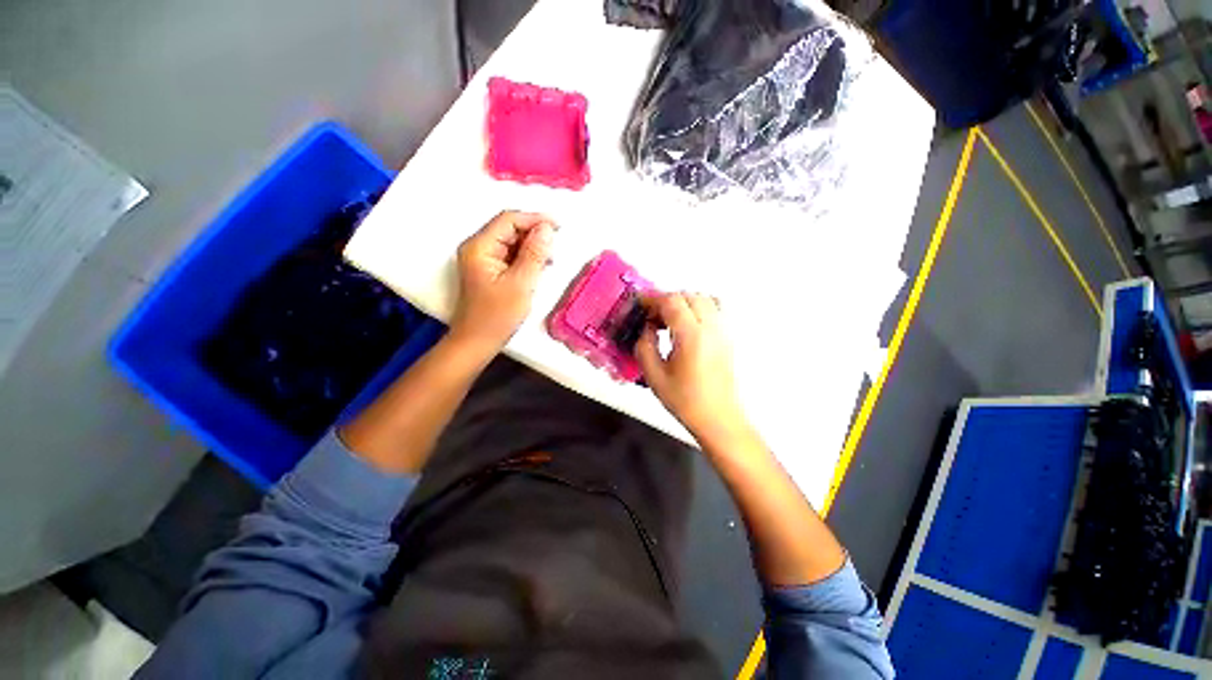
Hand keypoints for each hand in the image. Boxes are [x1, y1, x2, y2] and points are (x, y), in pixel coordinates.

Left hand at [449, 211, 555, 354]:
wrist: (477, 342)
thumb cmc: (496, 316)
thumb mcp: (521, 284)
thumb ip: (534, 254)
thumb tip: (547, 229)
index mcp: (480, 247)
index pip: (509, 220)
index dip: (535, 219)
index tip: (559, 226)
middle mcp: (478, 247)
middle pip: (509, 228)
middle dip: (534, 234)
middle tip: (555, 248)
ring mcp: (483, 259)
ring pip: (512, 242)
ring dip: (532, 247)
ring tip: (549, 261)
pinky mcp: (489, 270)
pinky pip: (510, 255)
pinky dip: (526, 258)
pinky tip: (538, 268)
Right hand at [636, 292, 748, 444]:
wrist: (718, 418)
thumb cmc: (685, 401)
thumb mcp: (654, 376)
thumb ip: (644, 346)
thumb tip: (646, 328)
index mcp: (691, 336)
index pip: (672, 301)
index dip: (652, 299)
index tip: (639, 304)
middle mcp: (711, 328)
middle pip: (688, 295)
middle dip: (666, 300)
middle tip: (651, 316)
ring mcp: (723, 331)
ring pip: (703, 298)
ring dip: (683, 302)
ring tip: (668, 320)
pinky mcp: (728, 337)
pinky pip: (715, 309)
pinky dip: (698, 307)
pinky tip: (687, 325)